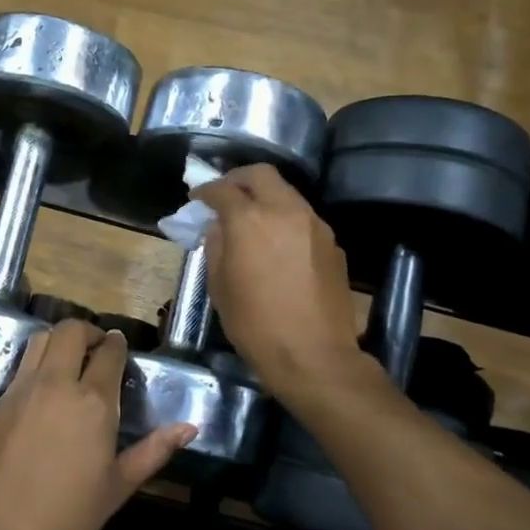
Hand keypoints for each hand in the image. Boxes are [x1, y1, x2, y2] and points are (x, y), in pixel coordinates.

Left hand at [0, 320, 194, 529]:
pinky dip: (38, 361)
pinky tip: (45, 388)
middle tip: (97, 348)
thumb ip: (154, 451)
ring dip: (59, 340)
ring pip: (41, 339)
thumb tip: (189, 427)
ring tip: (70, 361)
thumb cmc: (67, 518)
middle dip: (88, 330)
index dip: (117, 344)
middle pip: (70, 331)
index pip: (109, 352)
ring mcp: (22, 389)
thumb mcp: (118, 487)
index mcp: (93, 402)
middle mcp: (57, 384)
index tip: (120, 347)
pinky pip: (21, 365)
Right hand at [193, 165, 364, 398]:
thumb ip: (216, 247)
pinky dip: (284, 219)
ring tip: (251, 220)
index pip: (222, 189)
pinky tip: (277, 244)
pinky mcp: (332, 242)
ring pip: (286, 193)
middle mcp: (284, 211)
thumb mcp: (219, 288)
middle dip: (238, 179)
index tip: (197, 198)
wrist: (314, 355)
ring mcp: (313, 224)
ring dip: (265, 197)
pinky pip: (302, 217)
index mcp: (249, 220)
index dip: (205, 190)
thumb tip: (218, 228)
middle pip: (260, 174)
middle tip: (225, 195)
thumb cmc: (255, 325)